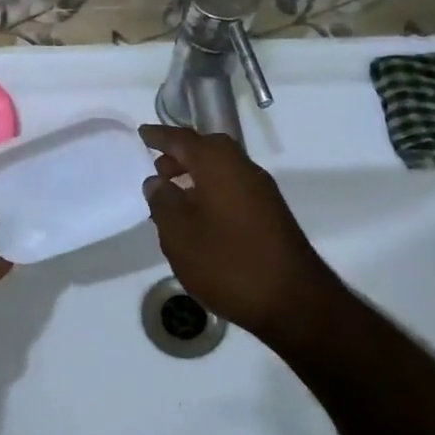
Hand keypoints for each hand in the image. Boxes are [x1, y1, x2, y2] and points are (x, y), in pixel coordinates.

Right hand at [139, 125, 342, 342]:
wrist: (293, 301)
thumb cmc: (228, 263)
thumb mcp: (180, 235)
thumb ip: (163, 202)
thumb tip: (157, 181)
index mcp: (219, 165)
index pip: (183, 140)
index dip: (160, 136)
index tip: (141, 134)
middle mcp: (243, 169)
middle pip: (208, 149)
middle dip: (180, 155)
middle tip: (156, 170)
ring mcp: (261, 191)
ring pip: (222, 169)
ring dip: (196, 174)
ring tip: (172, 196)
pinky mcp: (270, 213)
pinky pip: (233, 187)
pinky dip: (211, 191)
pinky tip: (198, 217)